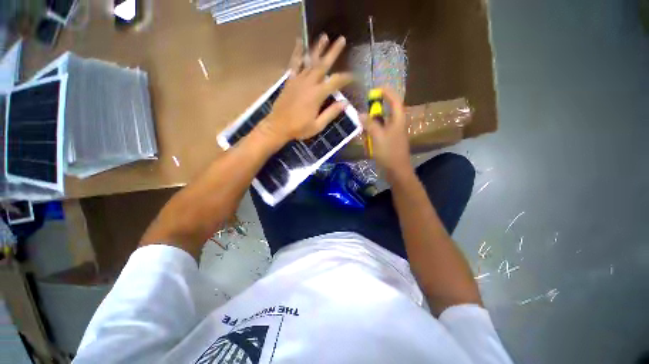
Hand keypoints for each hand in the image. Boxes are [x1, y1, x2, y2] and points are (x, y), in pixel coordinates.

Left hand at [262, 35, 352, 142]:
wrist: (278, 127)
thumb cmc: (299, 128)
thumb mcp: (317, 125)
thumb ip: (331, 113)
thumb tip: (345, 103)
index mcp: (317, 95)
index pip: (335, 82)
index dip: (346, 77)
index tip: (354, 75)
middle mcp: (308, 83)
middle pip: (323, 65)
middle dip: (333, 52)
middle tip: (341, 39)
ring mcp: (298, 80)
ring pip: (310, 61)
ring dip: (318, 48)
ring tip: (325, 36)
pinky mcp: (290, 81)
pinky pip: (294, 64)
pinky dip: (297, 52)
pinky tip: (299, 42)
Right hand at [362, 87, 412, 179]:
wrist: (396, 171)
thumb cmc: (389, 152)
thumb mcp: (378, 136)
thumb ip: (369, 124)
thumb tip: (360, 114)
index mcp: (398, 119)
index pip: (394, 100)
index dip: (386, 92)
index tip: (374, 89)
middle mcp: (396, 124)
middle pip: (385, 112)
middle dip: (373, 113)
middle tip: (362, 116)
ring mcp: (392, 134)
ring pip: (380, 124)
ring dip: (371, 126)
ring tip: (363, 132)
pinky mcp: (387, 142)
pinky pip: (378, 134)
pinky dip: (371, 135)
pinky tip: (367, 142)